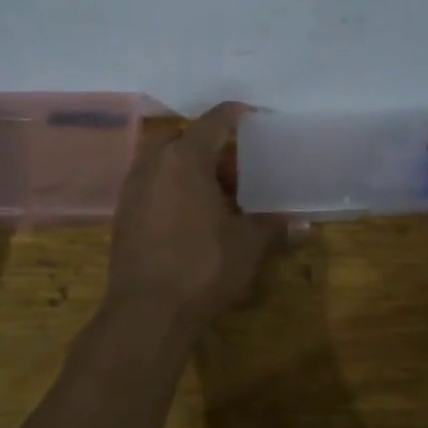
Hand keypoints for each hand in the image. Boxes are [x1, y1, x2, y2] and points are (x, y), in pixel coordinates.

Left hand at [105, 103, 283, 326]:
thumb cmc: (202, 267)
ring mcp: (133, 189)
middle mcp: (153, 164)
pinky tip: (191, 215)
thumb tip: (305, 225)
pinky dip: (171, 188)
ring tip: (215, 192)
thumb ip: (273, 227)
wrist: (146, 312)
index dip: (235, 114)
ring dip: (188, 168)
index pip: (213, 121)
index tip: (253, 116)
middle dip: (209, 146)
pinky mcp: (122, 215)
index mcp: (185, 159)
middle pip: (183, 138)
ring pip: (163, 162)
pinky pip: (151, 185)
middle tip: (235, 166)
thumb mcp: (247, 245)